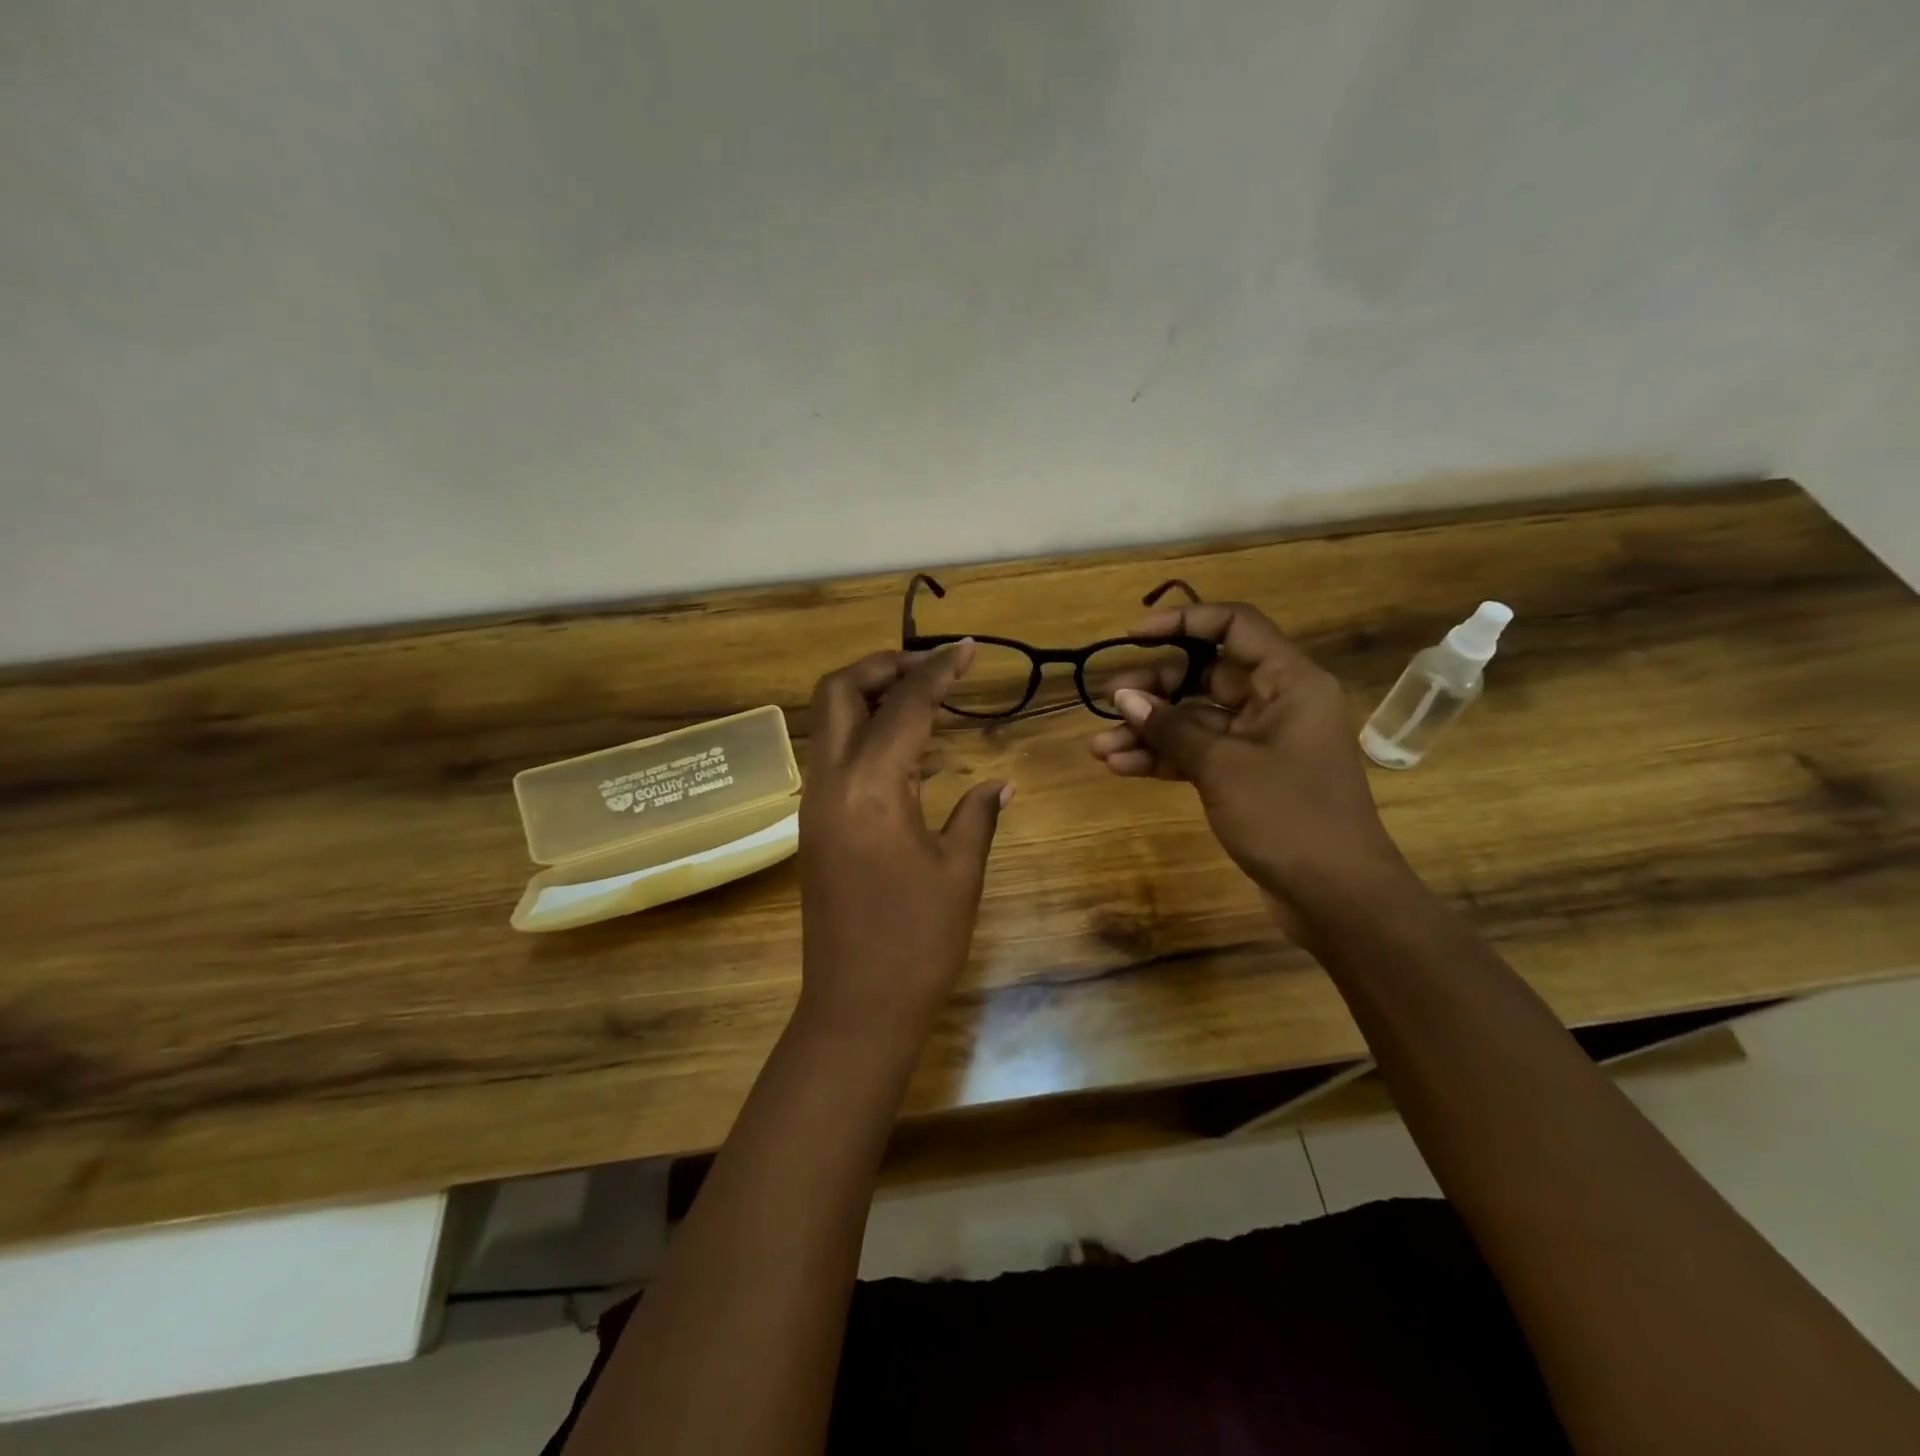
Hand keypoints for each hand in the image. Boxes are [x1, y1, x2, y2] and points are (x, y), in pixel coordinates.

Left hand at [797, 642, 1009, 1041]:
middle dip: (881, 667)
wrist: (856, 1006)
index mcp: (871, 788)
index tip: (967, 649)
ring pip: (828, 723)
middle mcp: (831, 783)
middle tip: (929, 669)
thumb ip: (977, 815)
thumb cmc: (917, 941)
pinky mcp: (813, 826)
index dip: (938, 671)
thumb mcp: (959, 873)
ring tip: (926, 703)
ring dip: (870, 699)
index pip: (905, 706)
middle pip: (838, 693)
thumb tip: (999, 785)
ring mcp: (814, 804)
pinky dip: (864, 737)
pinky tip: (910, 757)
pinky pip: (834, 759)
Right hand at [1088, 601, 1405, 916]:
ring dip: (1149, 730)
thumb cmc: (1289, 816)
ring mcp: (1261, 742)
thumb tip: (1123, 698)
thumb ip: (1171, 727)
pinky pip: (1199, 754)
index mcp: (1289, 681)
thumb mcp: (1223, 766)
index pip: (1234, 625)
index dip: (1182, 621)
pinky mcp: (1247, 777)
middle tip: (1107, 703)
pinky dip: (1164, 758)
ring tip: (1099, 746)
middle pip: (1207, 675)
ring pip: (1196, 719)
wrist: (1337, 897)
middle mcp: (1276, 703)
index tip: (1133, 636)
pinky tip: (1121, 767)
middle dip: (1154, 688)